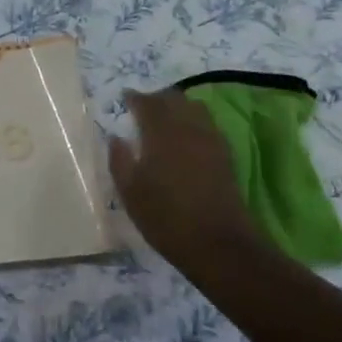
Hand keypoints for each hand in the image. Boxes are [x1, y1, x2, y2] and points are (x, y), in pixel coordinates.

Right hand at [108, 88, 264, 270]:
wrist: (217, 243)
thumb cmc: (166, 218)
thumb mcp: (130, 193)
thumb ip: (119, 160)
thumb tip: (116, 137)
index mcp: (161, 133)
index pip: (147, 103)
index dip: (135, 98)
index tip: (125, 98)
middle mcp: (187, 128)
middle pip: (173, 99)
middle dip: (156, 98)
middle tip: (143, 107)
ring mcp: (210, 139)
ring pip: (194, 107)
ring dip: (178, 106)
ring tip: (165, 118)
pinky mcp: (225, 154)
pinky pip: (207, 124)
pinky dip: (194, 120)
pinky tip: (186, 136)